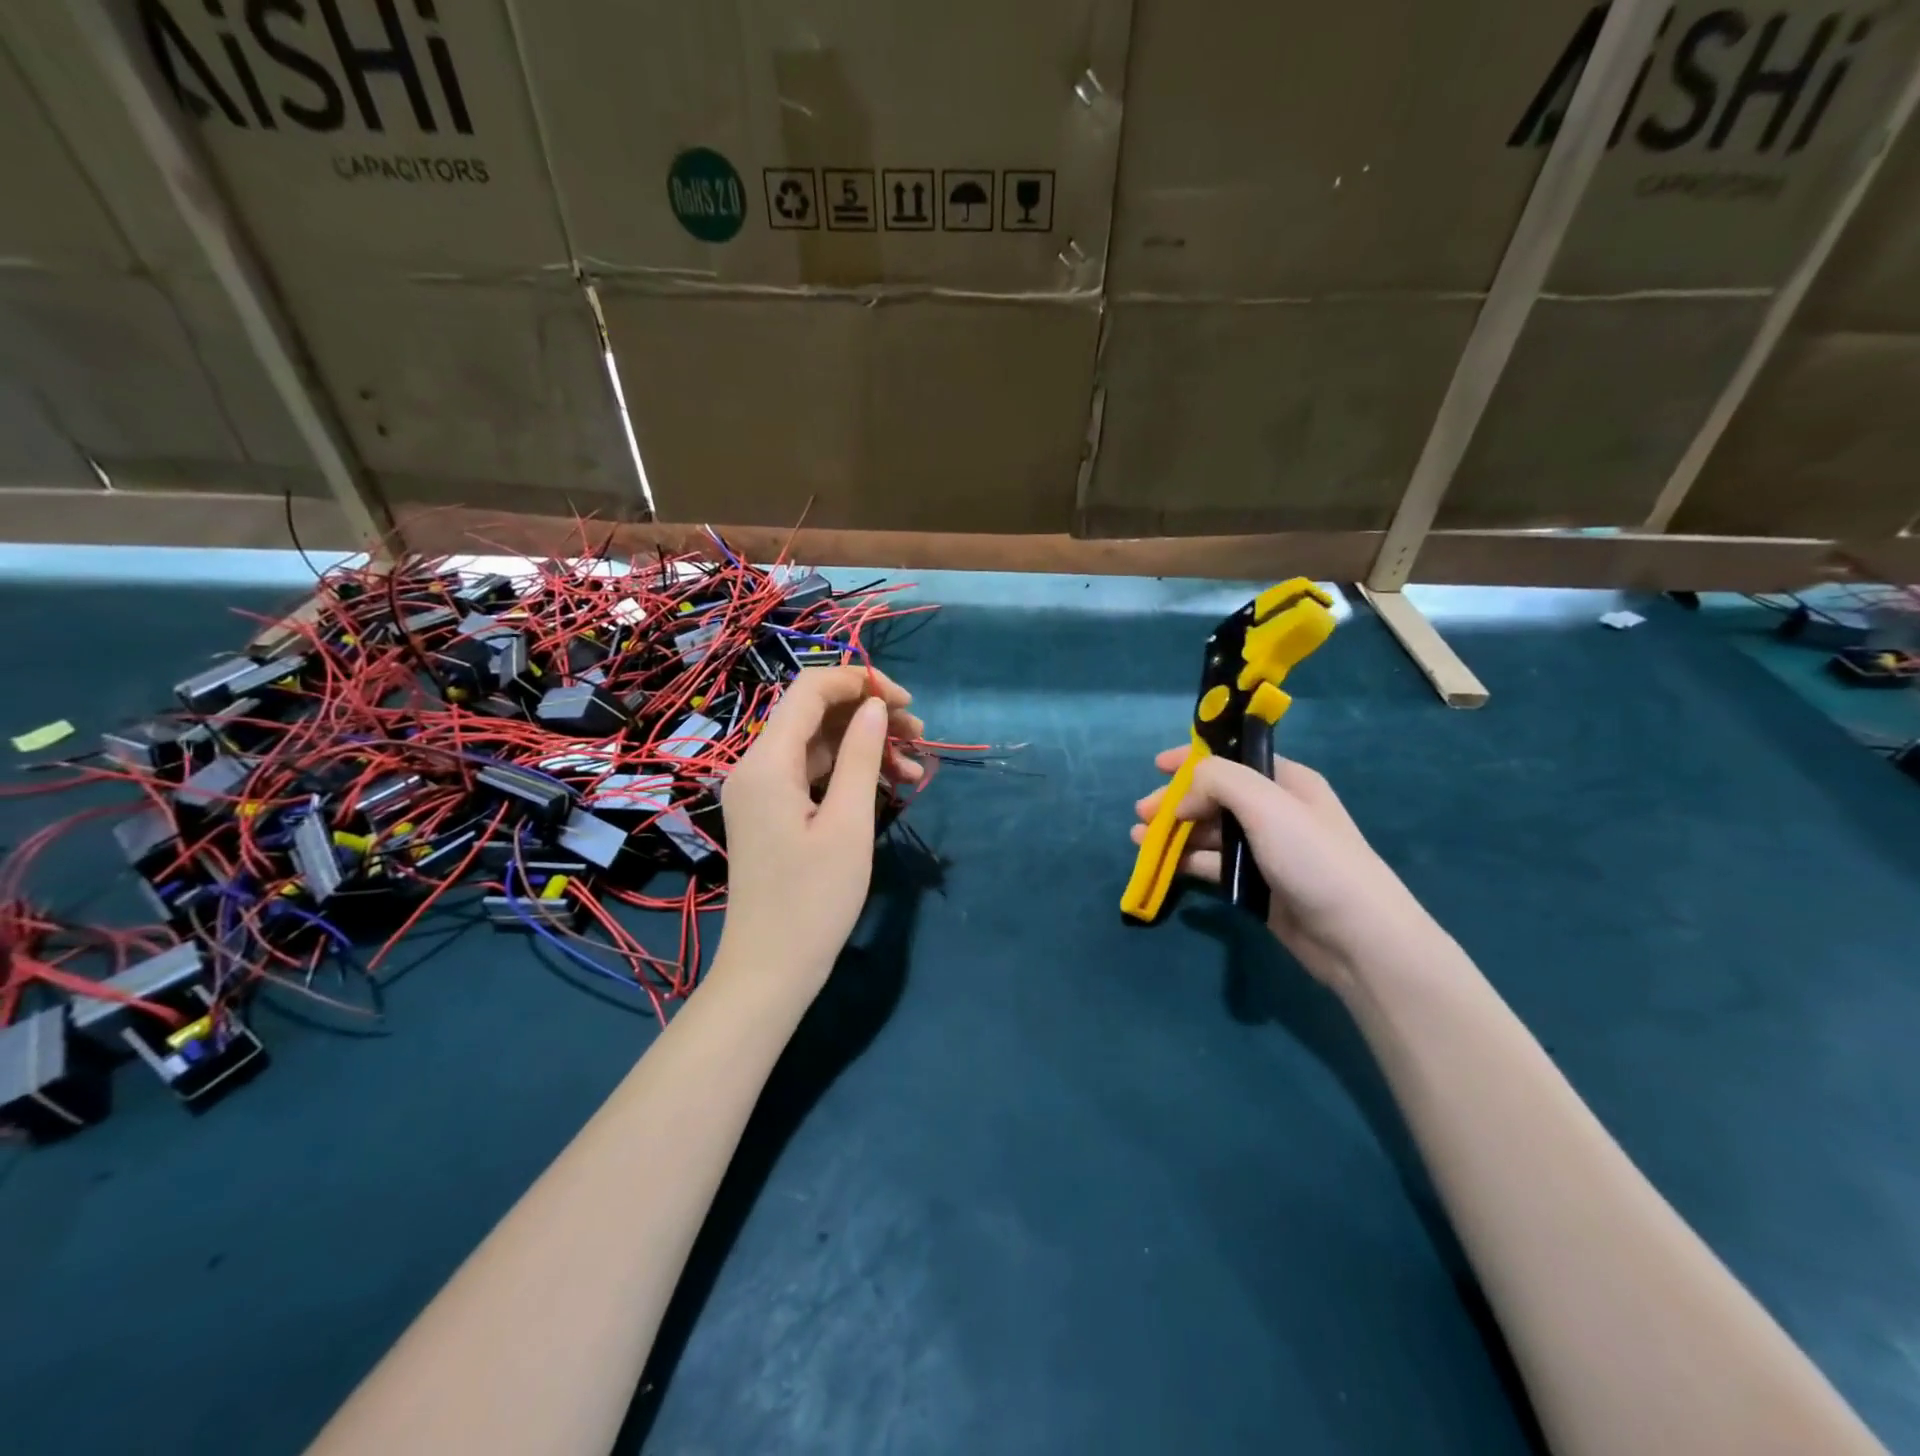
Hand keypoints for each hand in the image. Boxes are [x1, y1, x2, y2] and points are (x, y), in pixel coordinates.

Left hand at [717, 666, 922, 998]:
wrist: (770, 970)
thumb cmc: (813, 900)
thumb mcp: (848, 824)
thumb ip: (860, 756)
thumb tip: (874, 706)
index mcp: (767, 762)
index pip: (810, 690)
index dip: (859, 682)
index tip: (906, 702)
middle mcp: (756, 766)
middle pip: (815, 715)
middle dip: (869, 715)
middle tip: (920, 738)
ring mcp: (762, 790)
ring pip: (818, 744)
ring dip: (865, 746)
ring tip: (914, 768)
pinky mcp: (772, 812)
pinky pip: (813, 773)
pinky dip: (849, 772)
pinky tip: (889, 785)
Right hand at [1133, 748, 1430, 991]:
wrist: (1356, 936)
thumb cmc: (1313, 858)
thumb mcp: (1265, 804)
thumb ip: (1218, 781)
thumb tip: (1183, 797)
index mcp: (1285, 782)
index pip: (1232, 758)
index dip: (1193, 759)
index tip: (1156, 765)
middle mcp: (1274, 811)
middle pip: (1214, 796)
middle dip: (1177, 801)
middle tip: (1142, 813)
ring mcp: (1265, 850)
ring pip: (1209, 832)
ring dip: (1175, 832)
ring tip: (1140, 839)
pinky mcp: (1256, 886)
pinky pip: (1213, 865)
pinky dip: (1187, 861)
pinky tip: (1163, 864)